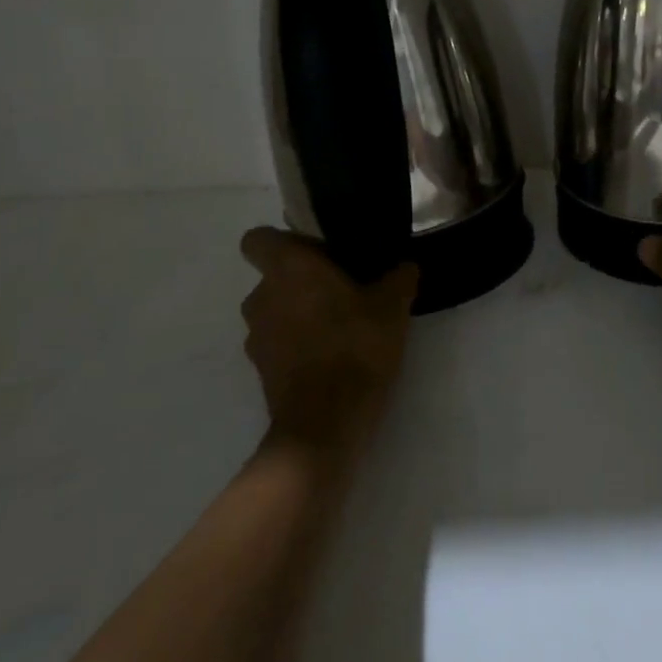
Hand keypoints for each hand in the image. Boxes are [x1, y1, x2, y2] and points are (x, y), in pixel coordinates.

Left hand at [239, 228, 417, 457]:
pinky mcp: (261, 371)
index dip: (284, 241)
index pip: (258, 239)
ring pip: (276, 311)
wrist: (326, 423)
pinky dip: (298, 344)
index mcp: (288, 269)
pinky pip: (279, 343)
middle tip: (344, 289)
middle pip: (274, 276)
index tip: (316, 251)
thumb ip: (399, 277)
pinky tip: (333, 355)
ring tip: (341, 325)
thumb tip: (404, 266)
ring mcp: (257, 337)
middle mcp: (262, 296)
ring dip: (299, 314)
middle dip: (303, 280)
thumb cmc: (355, 346)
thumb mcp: (393, 305)